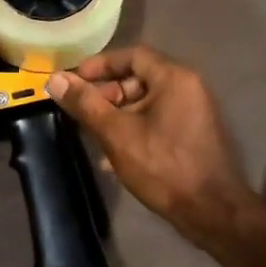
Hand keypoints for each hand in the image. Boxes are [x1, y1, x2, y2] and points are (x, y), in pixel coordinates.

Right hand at [45, 46, 258, 242]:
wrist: (210, 211)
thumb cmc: (162, 166)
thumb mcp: (116, 133)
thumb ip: (85, 104)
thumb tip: (55, 79)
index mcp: (174, 78)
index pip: (132, 55)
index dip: (100, 65)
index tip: (74, 81)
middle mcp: (187, 88)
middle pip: (138, 78)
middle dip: (106, 93)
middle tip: (82, 112)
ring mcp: (192, 113)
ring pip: (145, 103)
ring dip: (116, 115)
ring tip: (92, 135)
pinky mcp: (192, 136)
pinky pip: (156, 121)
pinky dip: (133, 129)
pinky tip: (112, 155)